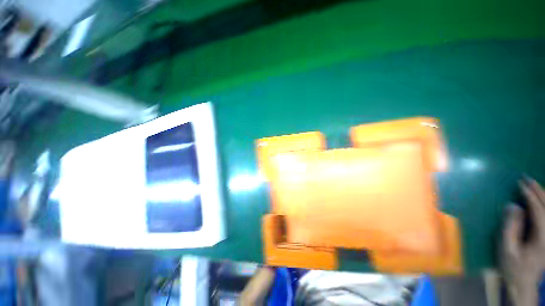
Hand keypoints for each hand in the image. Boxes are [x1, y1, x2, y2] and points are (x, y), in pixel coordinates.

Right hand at [503, 178, 544, 305]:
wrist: (523, 284)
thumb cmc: (512, 266)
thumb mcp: (507, 249)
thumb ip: (510, 227)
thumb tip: (513, 206)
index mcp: (542, 239)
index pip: (539, 211)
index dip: (530, 196)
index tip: (520, 184)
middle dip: (539, 192)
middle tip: (527, 179)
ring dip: (544, 196)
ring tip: (534, 185)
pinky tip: (542, 200)